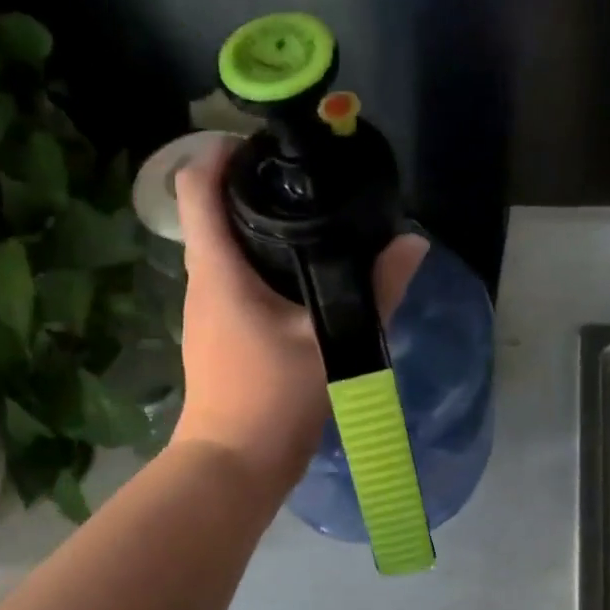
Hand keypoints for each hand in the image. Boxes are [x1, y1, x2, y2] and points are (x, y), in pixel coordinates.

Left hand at [171, 138, 426, 489]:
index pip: (197, 187)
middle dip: (249, 187)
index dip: (222, 153)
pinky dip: (257, 263)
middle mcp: (202, 282)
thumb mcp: (332, 342)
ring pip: (222, 249)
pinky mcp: (215, 334)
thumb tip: (412, 246)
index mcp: (218, 270)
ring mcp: (205, 310)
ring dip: (255, 227)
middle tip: (303, 180)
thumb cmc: (271, 399)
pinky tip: (299, 276)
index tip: (263, 145)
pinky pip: (231, 280)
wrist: (233, 464)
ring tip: (309, 220)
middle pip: (210, 213)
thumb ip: (375, 292)